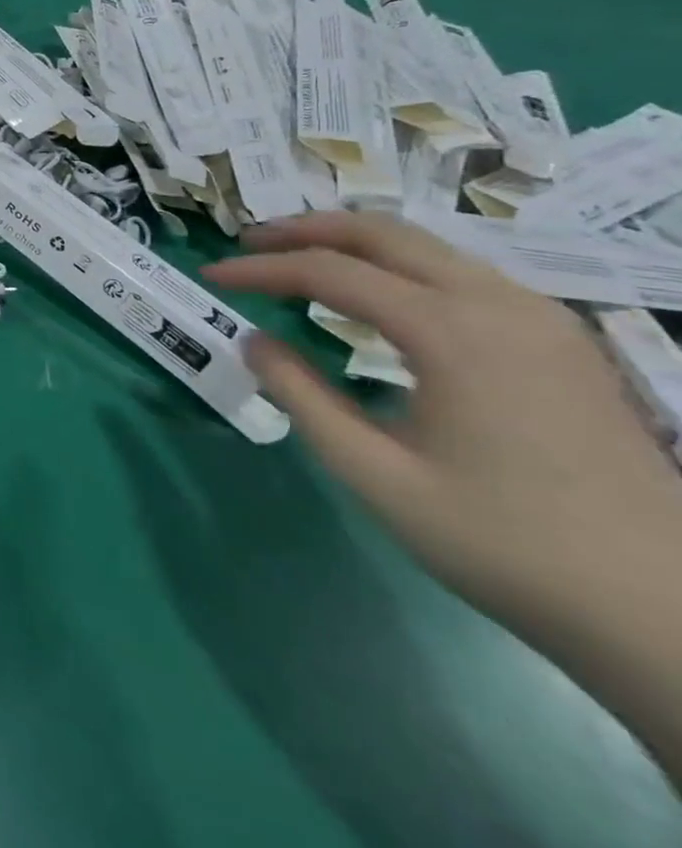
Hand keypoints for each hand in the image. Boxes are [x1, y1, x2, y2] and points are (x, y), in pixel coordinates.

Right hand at [205, 212, 681, 778]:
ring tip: (299, 263)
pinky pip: (462, 274)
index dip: (260, 268)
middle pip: (383, 233)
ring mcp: (542, 320)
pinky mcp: (562, 341)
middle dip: (304, 230)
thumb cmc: (504, 544)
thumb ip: (301, 397)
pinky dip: (399, 266)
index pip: (330, 271)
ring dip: (352, 243)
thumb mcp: (375, 475)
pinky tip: (376, 297)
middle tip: (247, 244)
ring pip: (427, 247)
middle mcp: (501, 305)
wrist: (665, 617)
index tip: (212, 276)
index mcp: (453, 332)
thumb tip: (254, 341)